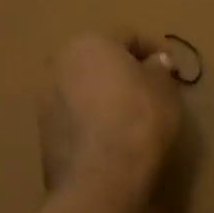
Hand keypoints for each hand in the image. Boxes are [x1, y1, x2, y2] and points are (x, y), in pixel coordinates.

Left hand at [38, 34, 182, 195]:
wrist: (102, 175)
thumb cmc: (139, 117)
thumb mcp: (164, 87)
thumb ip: (158, 69)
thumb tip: (154, 63)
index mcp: (89, 42)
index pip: (128, 37)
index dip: (154, 50)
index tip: (171, 68)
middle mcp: (59, 63)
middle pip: (98, 60)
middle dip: (122, 71)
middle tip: (148, 88)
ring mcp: (45, 99)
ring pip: (83, 88)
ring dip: (103, 95)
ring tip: (129, 115)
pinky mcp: (42, 132)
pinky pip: (74, 116)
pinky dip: (91, 119)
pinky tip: (111, 135)